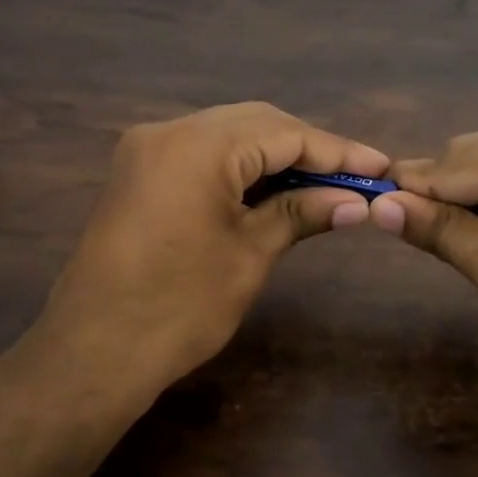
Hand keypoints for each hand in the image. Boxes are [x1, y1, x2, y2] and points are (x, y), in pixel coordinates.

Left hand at [32, 102, 387, 388]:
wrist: (94, 352)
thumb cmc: (179, 308)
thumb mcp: (250, 255)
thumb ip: (302, 213)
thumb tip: (356, 201)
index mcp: (197, 144)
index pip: (284, 133)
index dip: (337, 151)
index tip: (382, 167)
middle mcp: (168, 131)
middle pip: (256, 124)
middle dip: (308, 150)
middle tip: (356, 178)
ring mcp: (147, 150)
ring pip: (229, 137)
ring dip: (276, 158)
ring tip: (324, 186)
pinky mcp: (138, 174)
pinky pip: (202, 156)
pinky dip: (242, 169)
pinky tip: (274, 190)